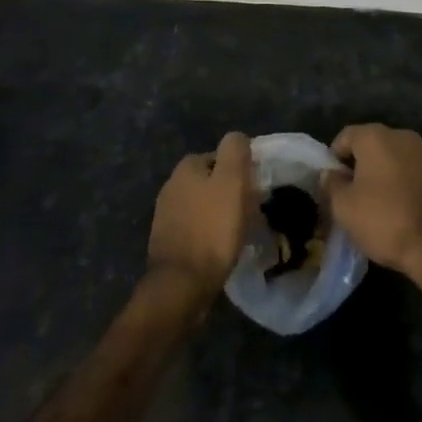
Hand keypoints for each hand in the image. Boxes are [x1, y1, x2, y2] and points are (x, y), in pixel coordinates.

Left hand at [147, 132, 251, 302]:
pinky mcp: (167, 242)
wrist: (181, 284)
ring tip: (239, 232)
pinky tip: (221, 248)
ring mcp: (166, 216)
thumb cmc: (212, 228)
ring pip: (202, 206)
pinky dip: (209, 234)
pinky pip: (195, 229)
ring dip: (220, 214)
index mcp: (186, 168)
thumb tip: (237, 138)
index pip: (219, 156)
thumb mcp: (232, 181)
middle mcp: (171, 186)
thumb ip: (235, 151)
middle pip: (210, 181)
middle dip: (230, 192)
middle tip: (251, 210)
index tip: (255, 189)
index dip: (240, 170)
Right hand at [323, 125, 421, 280]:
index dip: (334, 158)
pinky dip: (401, 186)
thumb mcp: (344, 207)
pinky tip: (397, 211)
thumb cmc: (384, 220)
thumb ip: (331, 184)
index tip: (331, 183)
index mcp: (376, 136)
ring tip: (373, 205)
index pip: (345, 136)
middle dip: (359, 166)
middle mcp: (402, 136)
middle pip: (371, 145)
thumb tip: (330, 174)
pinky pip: (411, 174)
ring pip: (393, 160)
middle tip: (349, 195)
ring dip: (381, 176)